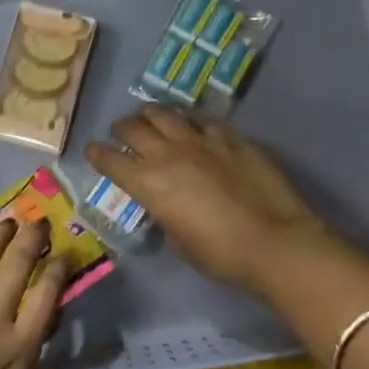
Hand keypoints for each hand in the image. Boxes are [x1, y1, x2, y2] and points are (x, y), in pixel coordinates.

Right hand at [85, 106, 328, 292]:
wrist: (274, 242)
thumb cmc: (221, 255)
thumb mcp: (179, 241)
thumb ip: (164, 214)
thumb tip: (166, 203)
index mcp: (148, 184)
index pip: (109, 160)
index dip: (97, 154)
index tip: (93, 152)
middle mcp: (168, 154)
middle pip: (133, 128)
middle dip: (121, 129)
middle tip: (122, 133)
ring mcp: (201, 140)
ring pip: (165, 113)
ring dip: (151, 115)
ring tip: (150, 117)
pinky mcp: (231, 137)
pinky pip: (202, 120)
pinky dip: (190, 122)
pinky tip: (194, 126)